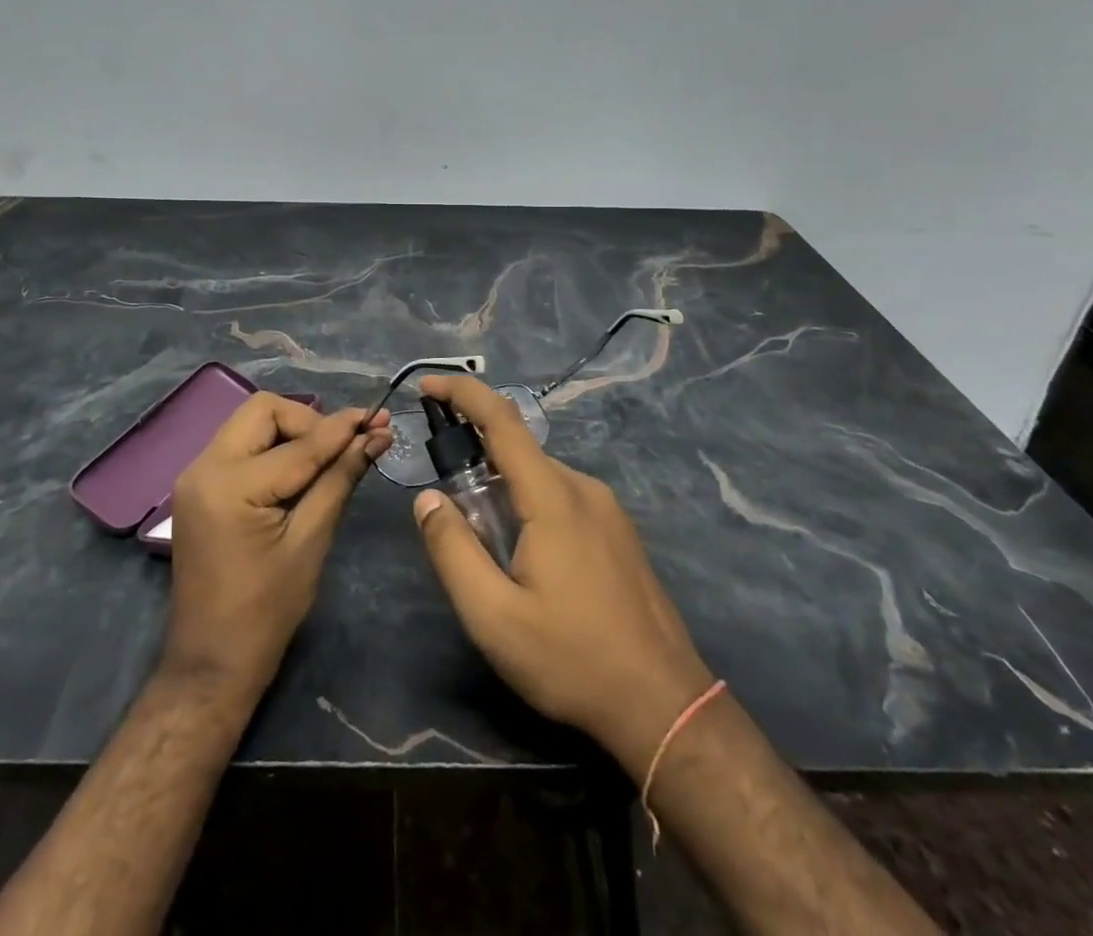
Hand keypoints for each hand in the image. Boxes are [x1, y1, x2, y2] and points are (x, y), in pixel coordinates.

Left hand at [163, 394, 392, 698]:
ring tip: (328, 456)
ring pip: (251, 422)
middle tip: (344, 446)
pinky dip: (273, 447)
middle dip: (309, 421)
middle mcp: (204, 466)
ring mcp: (195, 474)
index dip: (343, 428)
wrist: (211, 663)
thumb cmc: (266, 611)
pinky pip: (240, 445)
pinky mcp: (198, 486)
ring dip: (291, 431)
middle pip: (264, 410)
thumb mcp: (311, 541)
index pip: (299, 442)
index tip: (380, 418)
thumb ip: (340, 478)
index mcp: (230, 485)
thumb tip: (376, 436)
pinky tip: (299, 469)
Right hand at [413, 376, 712, 779]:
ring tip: (486, 547)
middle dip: (475, 459)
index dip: (463, 393)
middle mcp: (583, 488)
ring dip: (503, 490)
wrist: (666, 707)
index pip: (502, 420)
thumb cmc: (573, 660)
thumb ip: (453, 551)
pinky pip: (562, 499)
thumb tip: (427, 499)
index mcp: (553, 497)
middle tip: (448, 508)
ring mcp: (607, 510)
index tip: (427, 385)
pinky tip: (526, 560)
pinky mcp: (619, 533)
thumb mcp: (493, 616)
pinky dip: (529, 506)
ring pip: (540, 478)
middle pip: (518, 451)